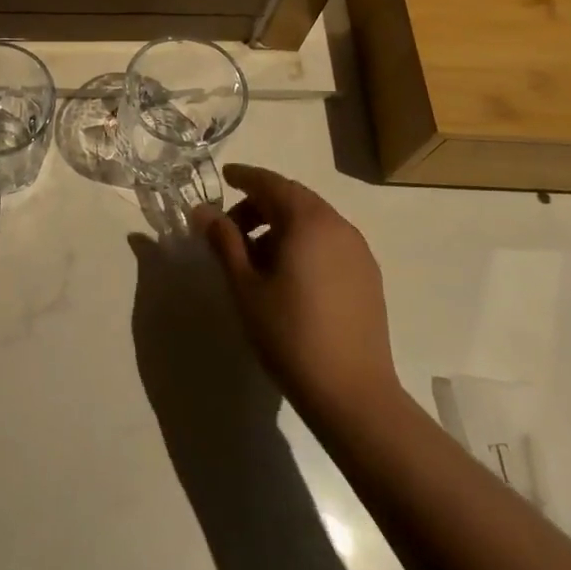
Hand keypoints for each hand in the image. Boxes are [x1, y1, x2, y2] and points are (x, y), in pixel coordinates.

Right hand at [196, 165, 400, 424]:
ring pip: (313, 222)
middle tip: (230, 228)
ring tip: (254, 258)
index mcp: (309, 221)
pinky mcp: (367, 276)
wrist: (352, 393)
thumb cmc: (289, 334)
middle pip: (294, 199)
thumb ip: (224, 242)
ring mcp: (358, 251)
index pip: (272, 183)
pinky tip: (286, 276)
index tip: (224, 176)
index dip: (245, 176)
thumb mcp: (245, 286)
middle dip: (260, 204)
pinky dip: (303, 243)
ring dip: (281, 226)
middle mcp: (339, 226)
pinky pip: (329, 242)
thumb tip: (203, 211)